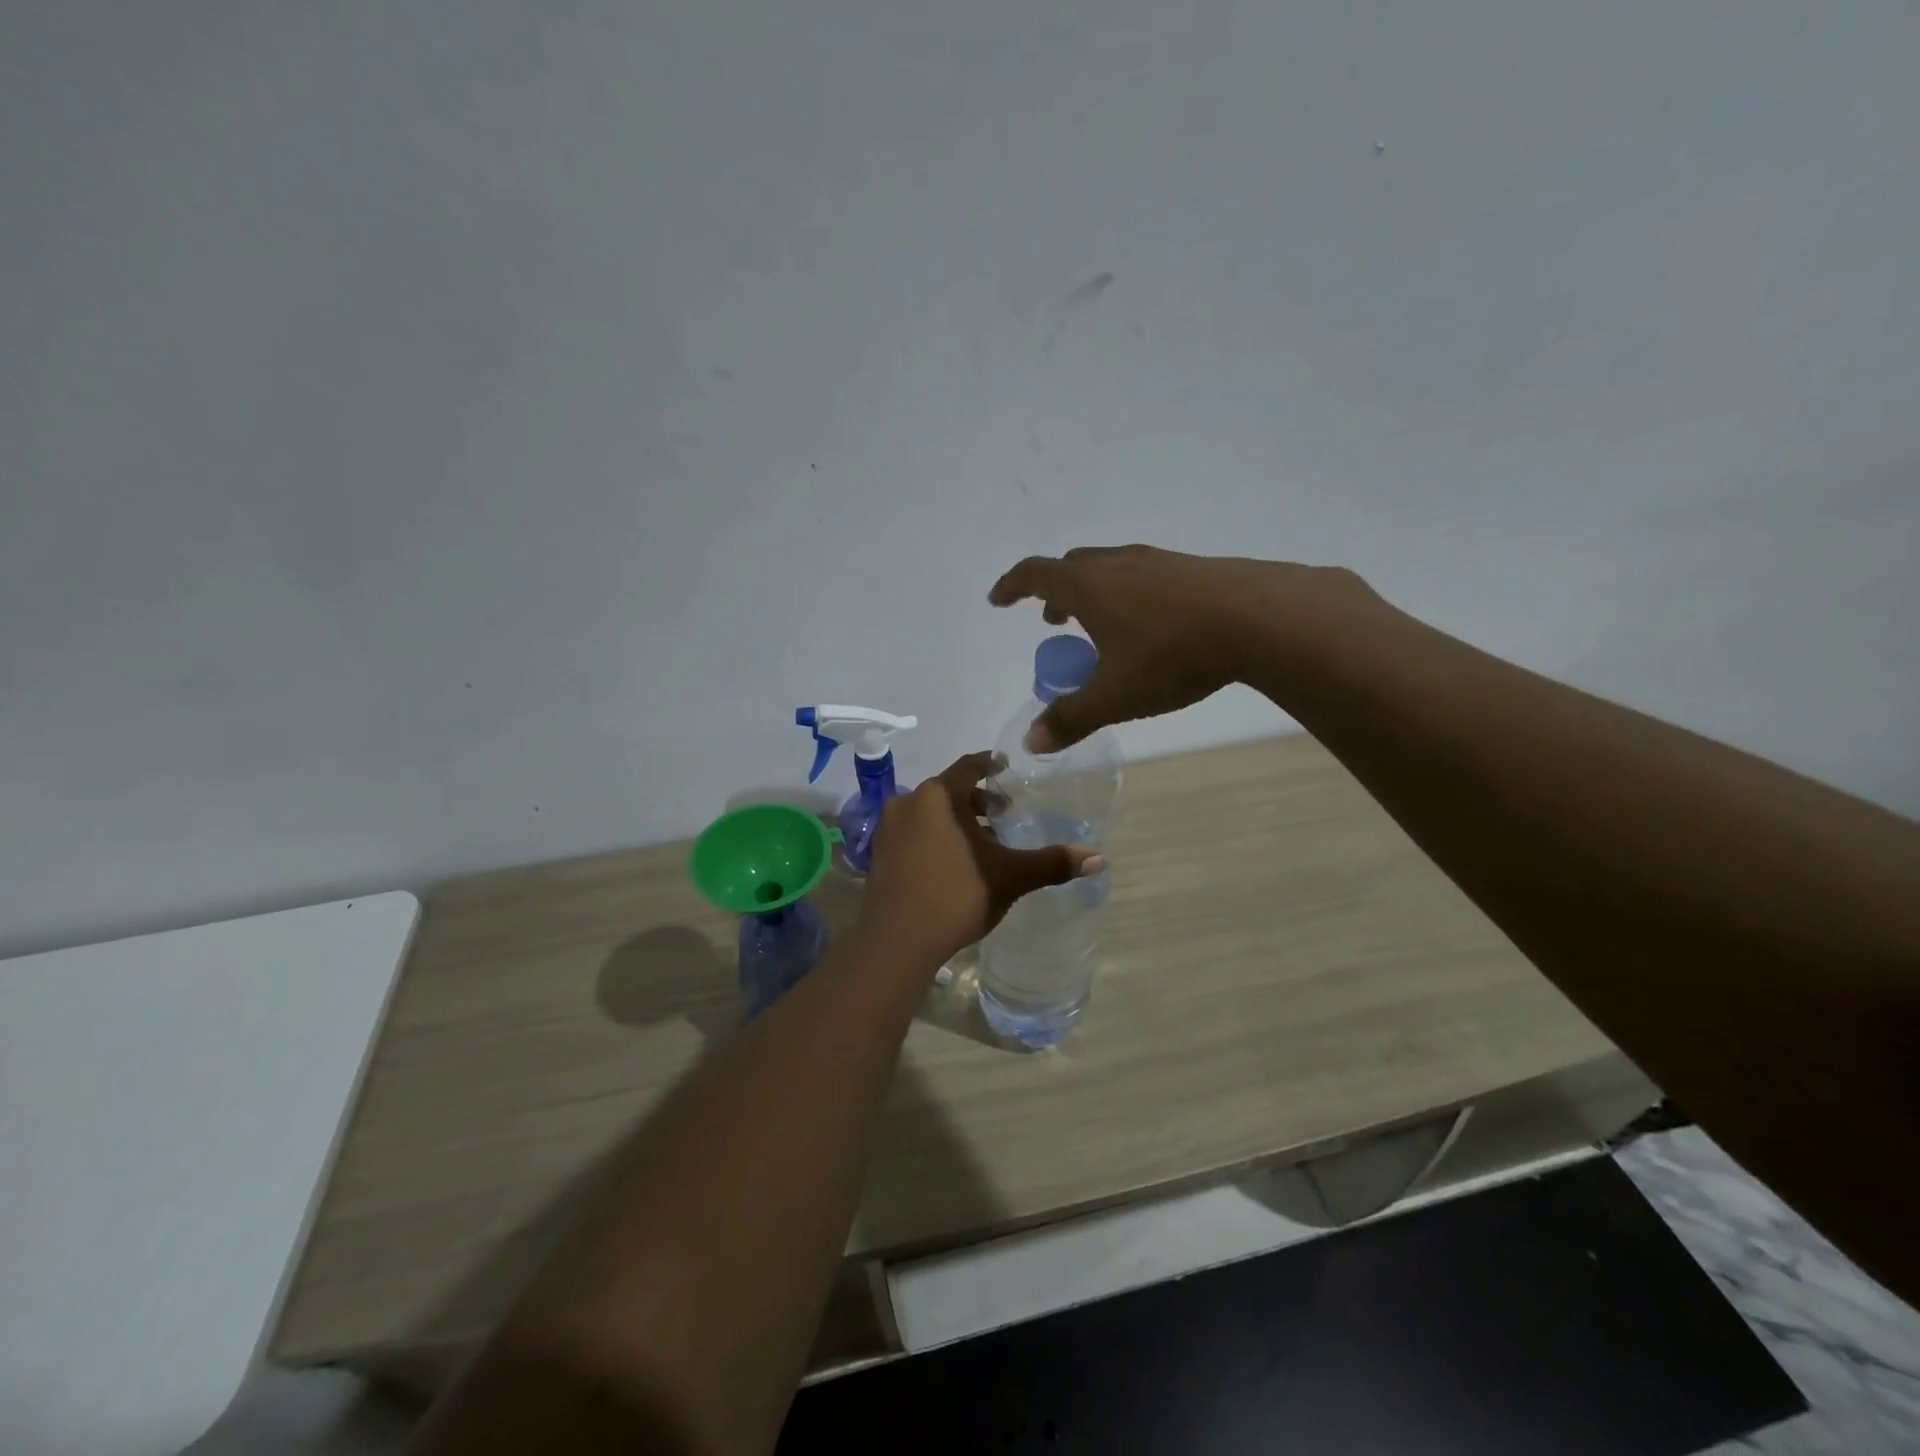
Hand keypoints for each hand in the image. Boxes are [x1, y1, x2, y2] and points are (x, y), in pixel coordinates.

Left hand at [861, 753, 1104, 965]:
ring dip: (956, 821)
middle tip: (1003, 815)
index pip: (969, 766)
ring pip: (929, 813)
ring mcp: (888, 830)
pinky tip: (952, 864)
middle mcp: (908, 803)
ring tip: (982, 843)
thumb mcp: (1009, 877)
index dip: (990, 765)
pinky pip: (912, 834)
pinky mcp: (878, 856)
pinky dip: (934, 837)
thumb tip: (1099, 858)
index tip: (1007, 769)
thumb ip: (1051, 863)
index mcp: (938, 795)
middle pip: (949, 790)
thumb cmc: (955, 895)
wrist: (896, 940)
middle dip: (977, 801)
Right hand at [989, 545, 1370, 750]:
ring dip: (1091, 594)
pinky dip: (1125, 594)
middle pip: (1071, 568)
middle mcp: (1116, 563)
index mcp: (1087, 586)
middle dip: (1053, 594)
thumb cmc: (1172, 655)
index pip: (1034, 575)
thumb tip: (1030, 742)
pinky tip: (1148, 625)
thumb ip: (1070, 718)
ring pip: (1108, 569)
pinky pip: (1141, 575)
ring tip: (1100, 627)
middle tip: (1053, 622)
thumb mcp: (1115, 696)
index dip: (1011, 587)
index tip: (998, 601)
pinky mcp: (1189, 568)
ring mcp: (1156, 561)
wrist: (1259, 618)